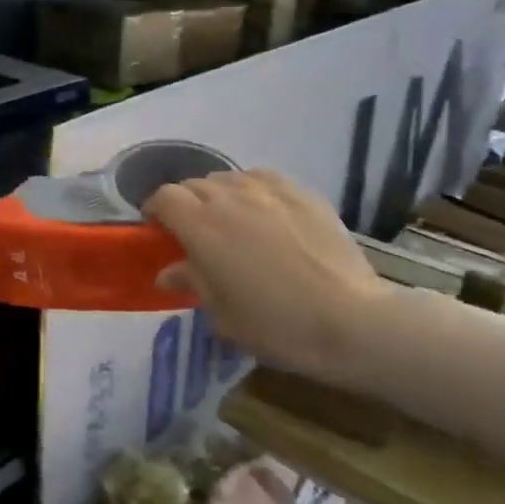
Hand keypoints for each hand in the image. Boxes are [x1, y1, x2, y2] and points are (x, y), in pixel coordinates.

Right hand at [143, 170, 386, 383]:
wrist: (349, 320)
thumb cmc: (275, 324)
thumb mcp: (222, 314)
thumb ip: (192, 283)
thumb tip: (167, 273)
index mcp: (201, 226)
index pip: (165, 197)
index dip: (155, 209)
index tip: (156, 228)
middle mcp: (230, 197)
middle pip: (194, 185)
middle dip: (185, 203)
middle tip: (192, 231)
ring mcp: (270, 191)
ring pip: (229, 178)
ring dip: (218, 195)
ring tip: (228, 219)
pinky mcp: (303, 193)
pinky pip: (264, 179)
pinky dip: (252, 189)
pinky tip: (263, 210)